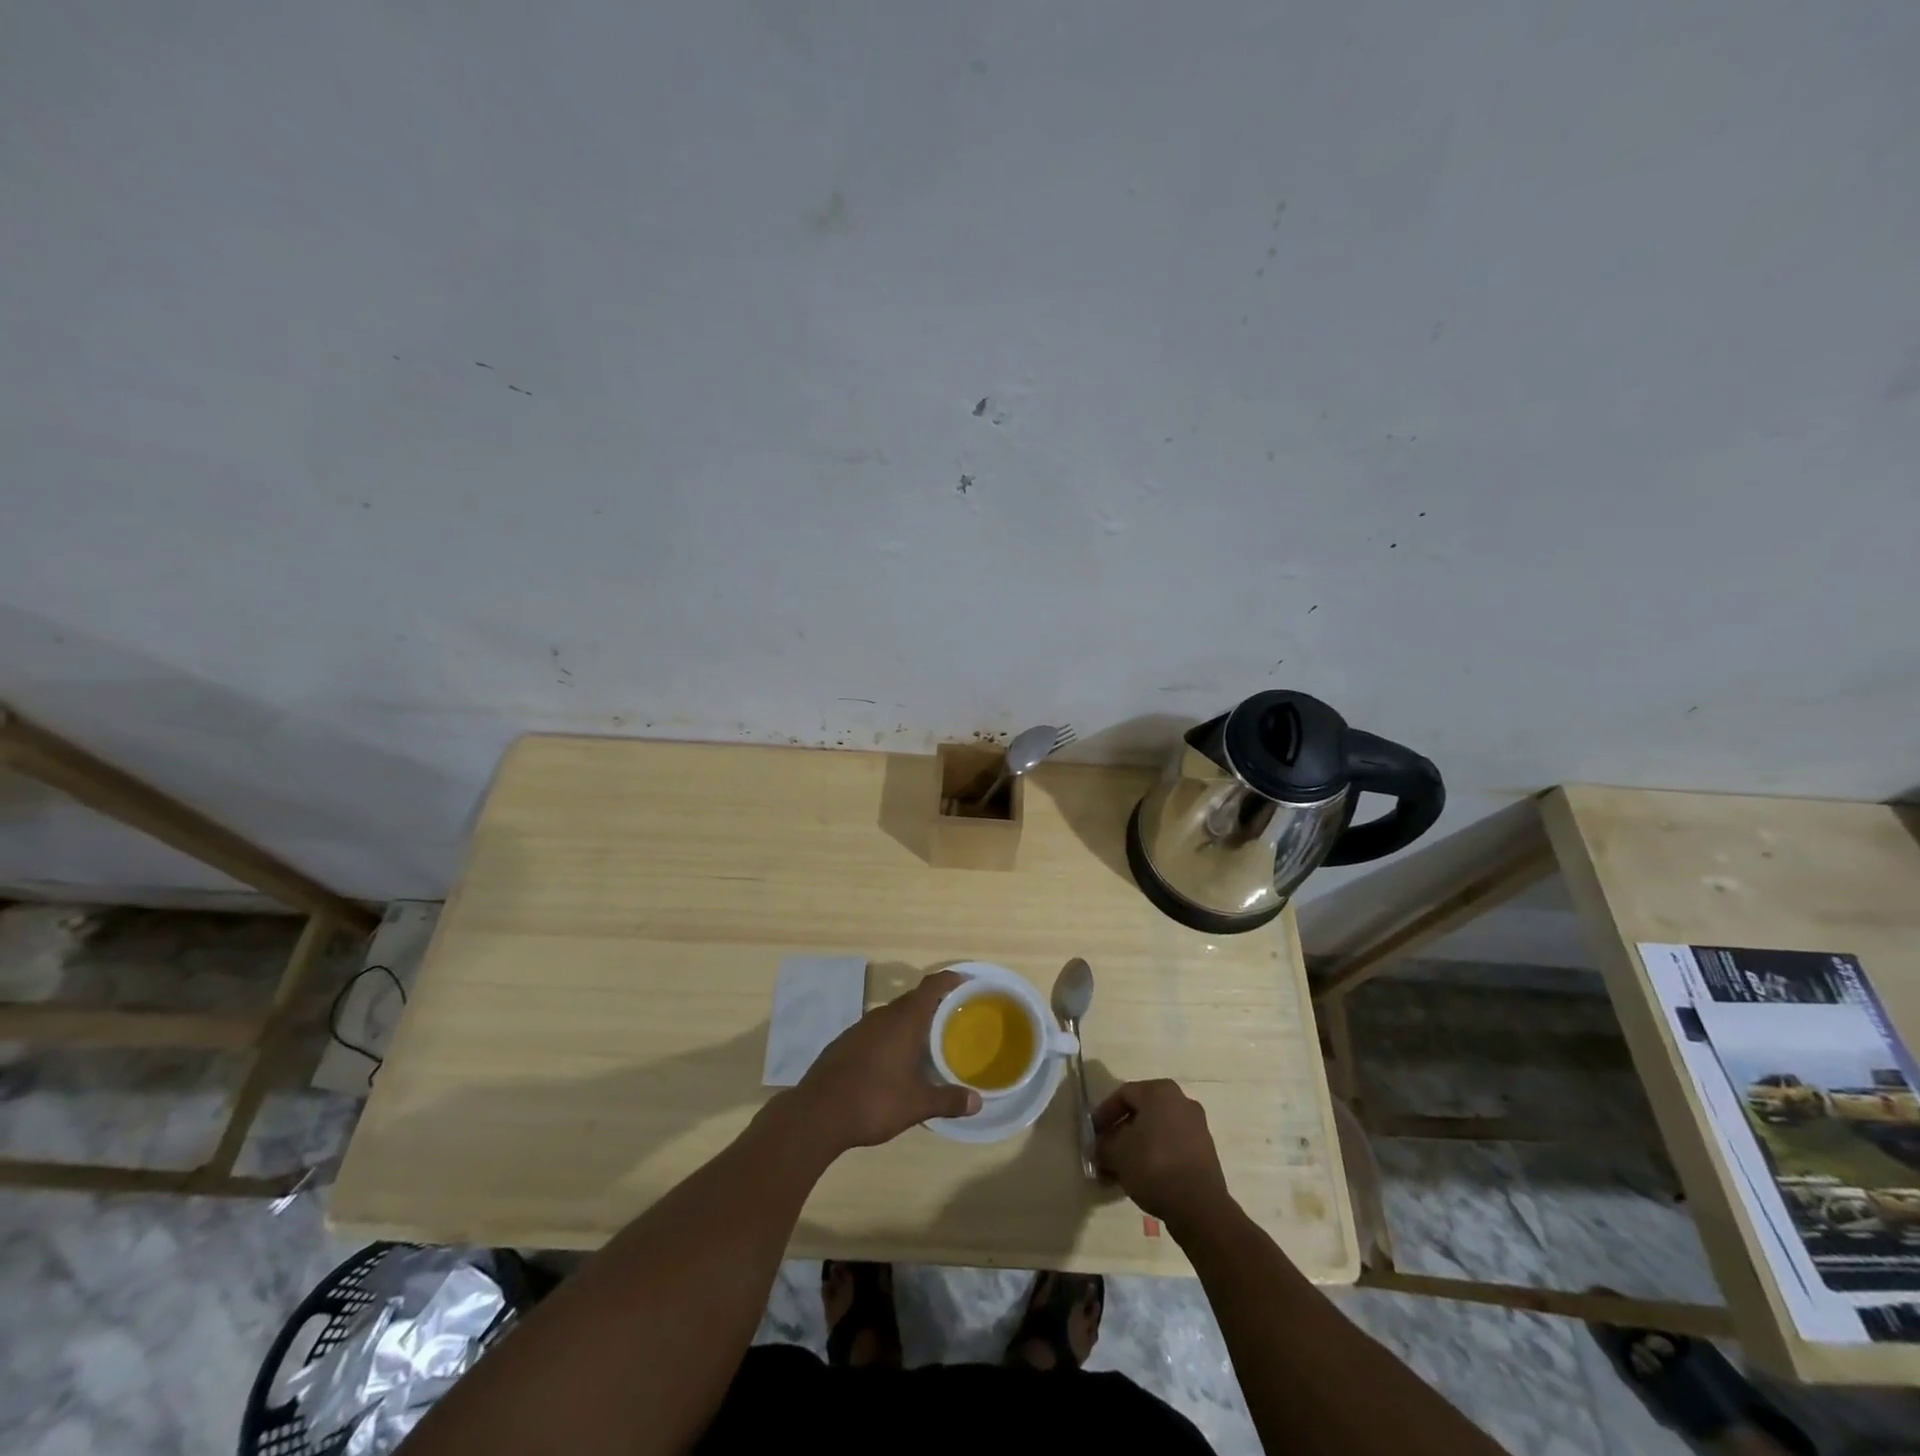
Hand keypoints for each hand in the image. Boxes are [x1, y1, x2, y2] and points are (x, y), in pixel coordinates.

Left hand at [792, 970, 979, 1152]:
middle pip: (912, 999)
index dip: (948, 980)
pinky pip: (875, 1030)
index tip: (964, 982)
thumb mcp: (917, 1105)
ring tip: (926, 1040)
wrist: (817, 1113)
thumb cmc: (874, 1101)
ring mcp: (860, 1028)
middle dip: (932, 1004)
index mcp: (904, 1021)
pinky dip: (890, 1036)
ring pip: (892, 1016)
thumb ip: (948, 1100)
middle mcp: (882, 1016)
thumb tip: (978, 1102)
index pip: (931, 987)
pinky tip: (893, 1060)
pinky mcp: (844, 1042)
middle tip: (952, 1017)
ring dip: (909, 1022)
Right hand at [1092, 1079, 1233, 1229]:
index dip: (1104, 1114)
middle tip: (1105, 1152)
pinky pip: (1171, 1147)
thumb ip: (1102, 1145)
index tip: (1093, 1134)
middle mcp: (1181, 1101)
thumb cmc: (1153, 1166)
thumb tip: (1099, 1147)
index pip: (1123, 1095)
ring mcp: (1196, 1126)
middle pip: (1141, 1113)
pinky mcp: (1205, 1151)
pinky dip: (1155, 1157)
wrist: (1199, 1206)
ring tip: (1120, 1171)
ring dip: (1136, 1148)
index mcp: (1160, 1091)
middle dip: (1120, 1133)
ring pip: (1156, 1132)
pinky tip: (1141, 1178)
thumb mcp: (1116, 1153)